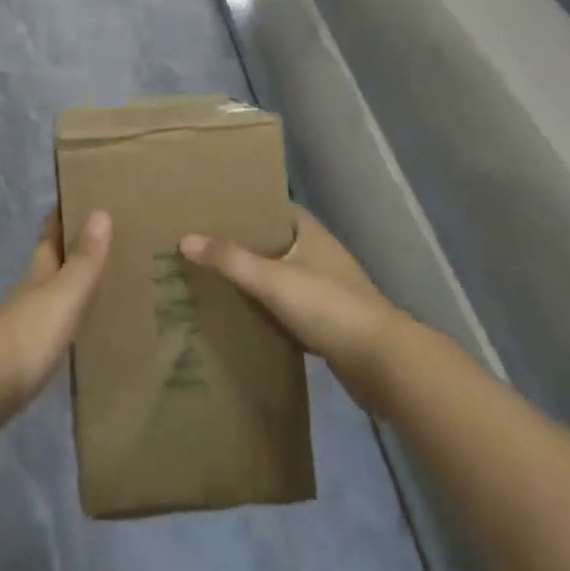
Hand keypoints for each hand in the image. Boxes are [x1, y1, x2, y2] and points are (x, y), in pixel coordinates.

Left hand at [0, 209, 111, 431]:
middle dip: (67, 249)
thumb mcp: (64, 294)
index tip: (76, 198)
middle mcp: (30, 292)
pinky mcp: (25, 355)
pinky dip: (67, 317)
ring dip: (68, 284)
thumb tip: (101, 212)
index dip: (60, 218)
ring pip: (49, 293)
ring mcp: (25, 324)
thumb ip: (84, 260)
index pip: (49, 237)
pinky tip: (79, 326)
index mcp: (39, 273)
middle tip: (99, 238)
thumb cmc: (29, 334)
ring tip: (98, 281)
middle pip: (48, 263)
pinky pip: (52, 325)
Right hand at [180, 206, 404, 415]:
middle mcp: (317, 254)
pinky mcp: (325, 321)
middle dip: (240, 243)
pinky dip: (265, 308)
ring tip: (211, 276)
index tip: (208, 208)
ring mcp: (324, 288)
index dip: (243, 206)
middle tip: (199, 244)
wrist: (384, 364)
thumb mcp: (274, 279)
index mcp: (309, 233)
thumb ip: (230, 259)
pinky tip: (239, 314)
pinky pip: (285, 306)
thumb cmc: (329, 307)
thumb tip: (185, 239)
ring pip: (278, 275)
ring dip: (252, 277)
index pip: (271, 207)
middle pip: (271, 241)